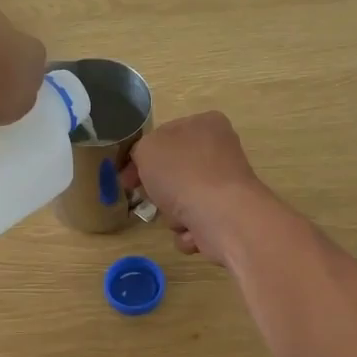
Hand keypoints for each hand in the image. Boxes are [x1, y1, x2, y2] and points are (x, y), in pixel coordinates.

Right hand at [127, 112, 275, 267]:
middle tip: (146, 198)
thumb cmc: (182, 173)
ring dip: (173, 214)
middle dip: (159, 190)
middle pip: (176, 172)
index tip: (127, 177)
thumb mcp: (147, 149)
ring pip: (185, 201)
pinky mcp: (229, 216)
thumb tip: (146, 164)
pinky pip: (198, 224)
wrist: (221, 215)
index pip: (166, 136)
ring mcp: (227, 186)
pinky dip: (190, 231)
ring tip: (177, 217)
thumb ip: (140, 151)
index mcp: (206, 124)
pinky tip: (192, 231)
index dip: (142, 157)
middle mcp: (221, 152)